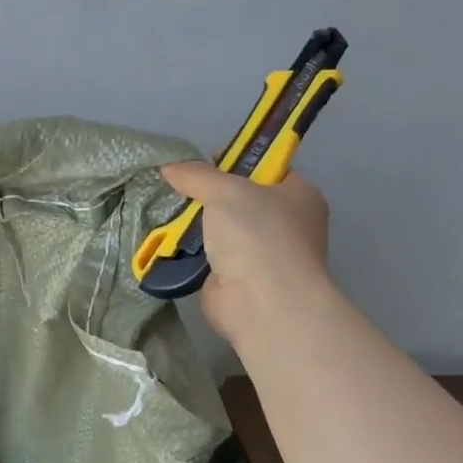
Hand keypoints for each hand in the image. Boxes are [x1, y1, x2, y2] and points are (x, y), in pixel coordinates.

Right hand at [158, 162, 330, 346]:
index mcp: (298, 194)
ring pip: (220, 226)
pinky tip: (165, 239)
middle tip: (177, 185)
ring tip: (163, 209)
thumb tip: (169, 167)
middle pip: (239, 197)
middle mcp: (285, 222)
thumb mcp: (226, 191)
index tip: (202, 160)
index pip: (265, 167)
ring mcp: (261, 252)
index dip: (235, 159)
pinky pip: (208, 253)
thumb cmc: (258, 236)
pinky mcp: (236, 276)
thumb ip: (197, 175)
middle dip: (207, 193)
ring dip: (194, 222)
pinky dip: (188, 249)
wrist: (261, 302)